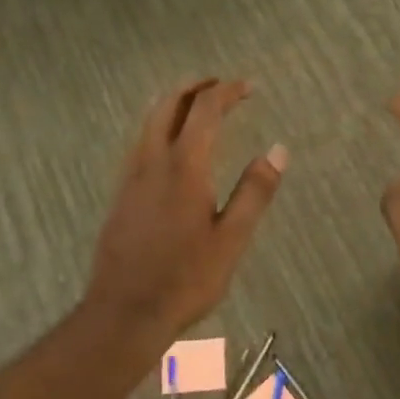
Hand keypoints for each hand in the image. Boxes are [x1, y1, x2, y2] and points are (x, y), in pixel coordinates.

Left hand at [85, 79, 286, 344]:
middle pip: (169, 104)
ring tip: (197, 105)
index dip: (227, 91)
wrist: (124, 312)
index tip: (248, 86)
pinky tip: (171, 145)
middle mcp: (152, 161)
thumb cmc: (185, 279)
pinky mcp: (121, 193)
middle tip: (221, 85)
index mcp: (184, 167)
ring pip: (149, 120)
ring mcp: (131, 176)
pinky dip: (159, 124)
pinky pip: (140, 141)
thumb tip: (278, 150)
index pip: (205, 111)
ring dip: (174, 102)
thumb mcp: (232, 239)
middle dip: (195, 87)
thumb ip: (254, 191)